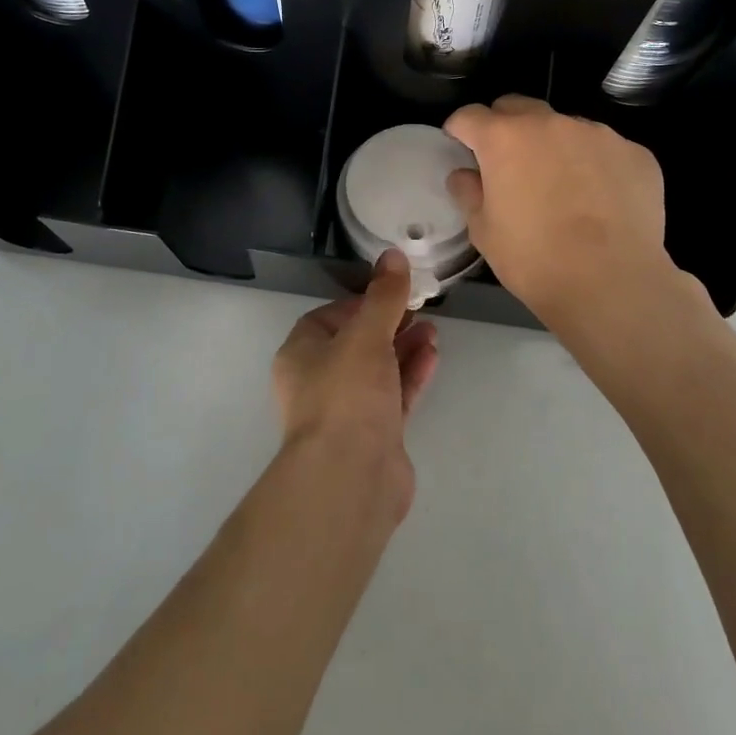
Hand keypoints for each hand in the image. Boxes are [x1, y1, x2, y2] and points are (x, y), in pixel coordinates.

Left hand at [273, 249, 438, 520]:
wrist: (349, 480)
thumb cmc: (346, 395)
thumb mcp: (366, 335)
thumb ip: (384, 296)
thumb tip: (392, 255)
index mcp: (302, 353)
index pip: (330, 317)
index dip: (361, 302)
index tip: (392, 293)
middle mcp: (319, 381)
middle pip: (357, 343)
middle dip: (389, 324)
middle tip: (419, 309)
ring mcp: (347, 412)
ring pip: (378, 370)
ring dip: (404, 347)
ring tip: (434, 329)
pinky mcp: (374, 437)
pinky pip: (394, 396)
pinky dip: (411, 374)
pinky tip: (433, 355)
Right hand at [444, 95, 710, 352]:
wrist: (612, 283)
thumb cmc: (535, 259)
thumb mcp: (484, 232)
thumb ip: (469, 193)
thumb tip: (464, 174)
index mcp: (505, 138)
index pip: (469, 115)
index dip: (460, 130)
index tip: (460, 147)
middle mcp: (550, 123)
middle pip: (518, 107)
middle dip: (506, 126)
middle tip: (508, 163)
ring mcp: (598, 134)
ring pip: (565, 127)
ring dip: (554, 146)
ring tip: (563, 187)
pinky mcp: (635, 152)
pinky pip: (605, 150)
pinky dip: (595, 165)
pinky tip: (600, 201)